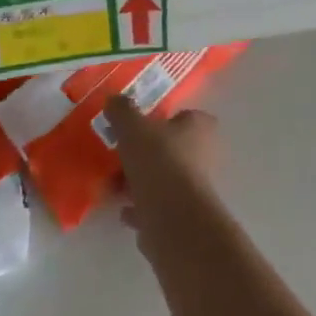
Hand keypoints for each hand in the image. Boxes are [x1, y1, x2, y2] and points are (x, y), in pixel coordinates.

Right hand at [104, 98, 220, 227]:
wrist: (172, 217)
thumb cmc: (158, 160)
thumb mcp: (133, 127)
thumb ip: (122, 111)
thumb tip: (113, 98)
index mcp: (199, 128)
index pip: (188, 116)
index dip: (166, 119)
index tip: (141, 124)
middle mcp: (203, 156)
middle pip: (171, 149)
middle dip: (145, 153)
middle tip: (120, 154)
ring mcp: (194, 188)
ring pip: (162, 178)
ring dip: (138, 182)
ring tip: (112, 185)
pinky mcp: (182, 216)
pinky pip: (157, 207)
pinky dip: (140, 208)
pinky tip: (122, 210)